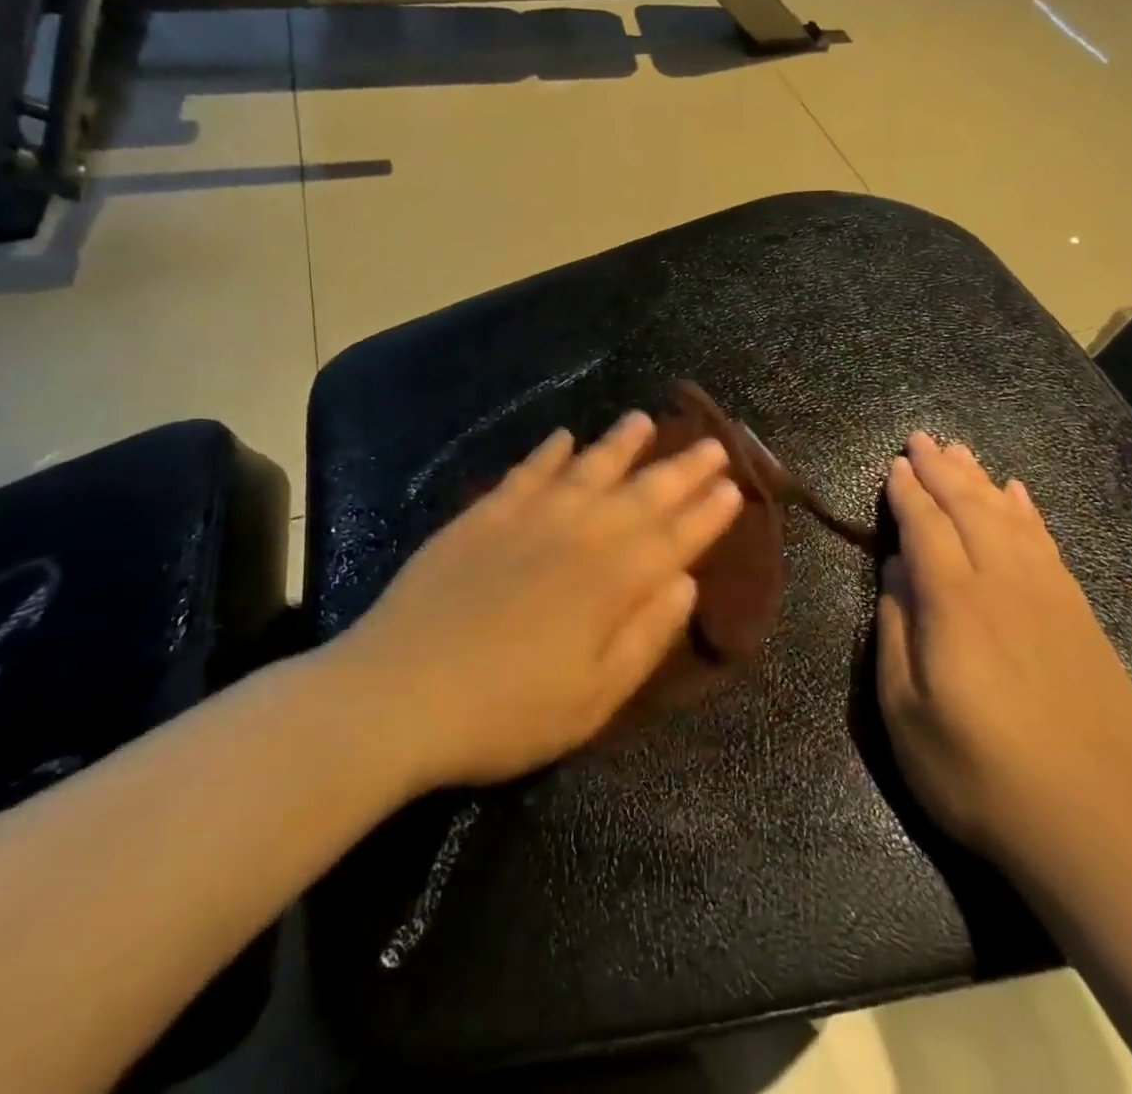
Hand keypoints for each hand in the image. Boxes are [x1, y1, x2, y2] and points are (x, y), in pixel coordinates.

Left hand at [320, 412, 743, 790]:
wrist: (398, 693)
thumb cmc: (506, 711)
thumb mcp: (594, 697)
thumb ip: (646, 635)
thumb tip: (686, 582)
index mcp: (613, 581)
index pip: (676, 537)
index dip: (708, 513)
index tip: (733, 487)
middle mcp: (580, 535)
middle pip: (643, 493)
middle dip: (682, 469)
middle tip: (712, 443)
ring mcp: (529, 518)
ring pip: (588, 468)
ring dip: (620, 444)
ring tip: (645, 420)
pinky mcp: (483, 515)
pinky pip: (526, 472)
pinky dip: (548, 452)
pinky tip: (562, 436)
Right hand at [876, 435, 1131, 890]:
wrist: (1100, 831)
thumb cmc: (981, 778)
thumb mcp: (907, 716)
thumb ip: (896, 635)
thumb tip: (895, 575)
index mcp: (955, 605)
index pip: (925, 528)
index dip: (907, 493)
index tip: (895, 464)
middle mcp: (1004, 584)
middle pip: (969, 509)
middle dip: (942, 469)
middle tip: (922, 438)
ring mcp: (1051, 597)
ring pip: (1010, 518)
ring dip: (982, 480)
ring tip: (962, 452)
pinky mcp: (1083, 617)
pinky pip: (1049, 545)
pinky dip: (1029, 512)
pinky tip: (1019, 496)